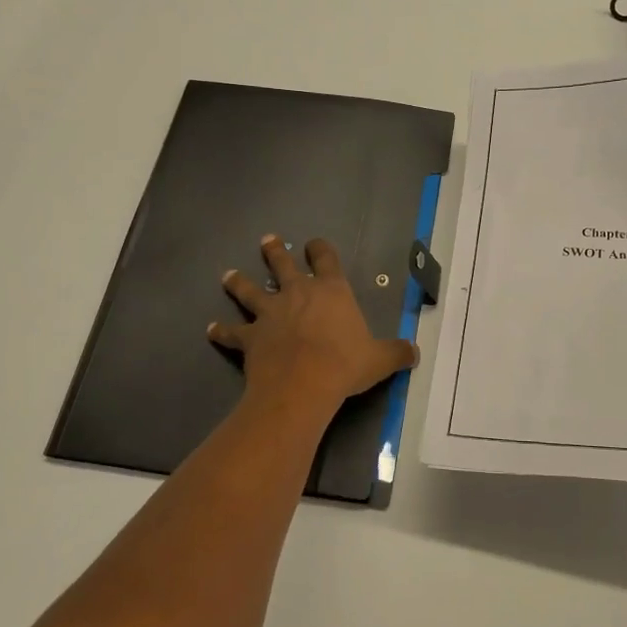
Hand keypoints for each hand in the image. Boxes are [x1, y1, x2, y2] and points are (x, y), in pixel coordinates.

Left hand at [210, 235, 418, 411]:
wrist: (302, 386)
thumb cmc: (344, 365)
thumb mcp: (379, 359)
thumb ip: (396, 353)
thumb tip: (415, 352)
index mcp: (331, 291)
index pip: (325, 259)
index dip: (319, 249)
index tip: (313, 243)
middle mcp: (297, 293)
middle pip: (281, 264)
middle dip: (274, 251)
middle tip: (267, 240)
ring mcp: (269, 313)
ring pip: (249, 290)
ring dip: (238, 282)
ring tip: (228, 275)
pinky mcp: (250, 337)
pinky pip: (232, 332)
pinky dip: (221, 330)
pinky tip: (212, 328)